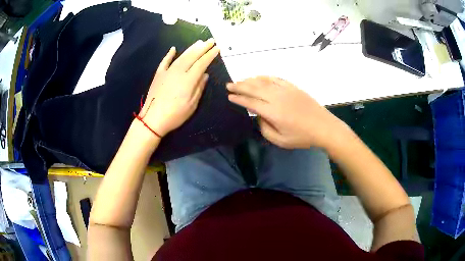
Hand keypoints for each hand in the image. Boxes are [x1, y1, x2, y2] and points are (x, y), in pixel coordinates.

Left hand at [139, 39, 219, 136]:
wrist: (152, 119)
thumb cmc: (175, 115)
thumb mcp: (192, 105)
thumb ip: (199, 88)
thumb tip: (205, 75)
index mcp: (188, 80)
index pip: (202, 63)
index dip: (210, 55)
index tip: (217, 48)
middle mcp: (178, 72)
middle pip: (192, 56)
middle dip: (203, 47)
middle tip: (211, 40)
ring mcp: (167, 72)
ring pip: (181, 56)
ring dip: (191, 48)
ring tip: (199, 42)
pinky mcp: (158, 75)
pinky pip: (164, 62)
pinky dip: (169, 54)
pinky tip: (173, 48)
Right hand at [227, 76, 349, 148]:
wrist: (324, 127)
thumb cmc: (302, 137)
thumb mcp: (281, 141)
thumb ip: (265, 129)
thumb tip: (258, 116)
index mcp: (273, 112)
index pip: (251, 102)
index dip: (239, 99)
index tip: (229, 96)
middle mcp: (277, 98)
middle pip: (254, 89)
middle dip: (240, 86)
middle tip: (229, 85)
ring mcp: (285, 90)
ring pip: (263, 81)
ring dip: (250, 80)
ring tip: (240, 80)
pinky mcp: (293, 87)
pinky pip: (275, 79)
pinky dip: (265, 77)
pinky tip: (259, 77)